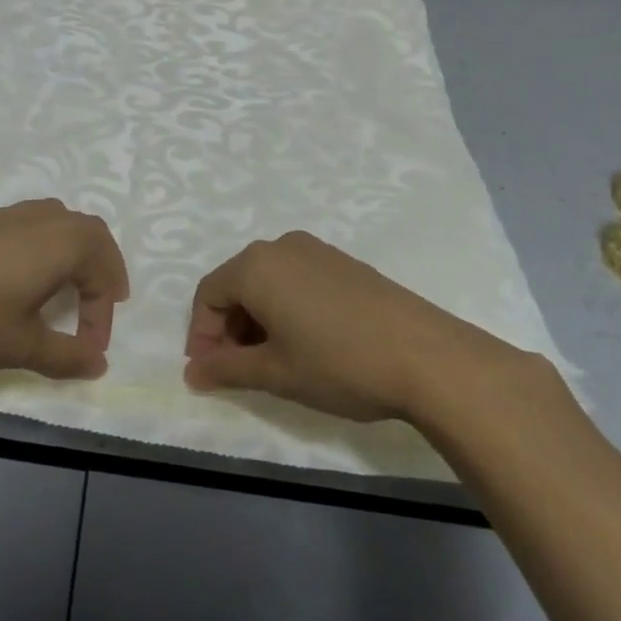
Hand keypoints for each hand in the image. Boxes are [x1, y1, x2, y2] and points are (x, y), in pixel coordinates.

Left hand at [0, 200, 128, 378]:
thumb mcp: (22, 345)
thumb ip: (66, 355)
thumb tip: (99, 364)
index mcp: (64, 242)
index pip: (101, 274)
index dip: (102, 316)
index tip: (90, 351)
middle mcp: (43, 218)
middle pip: (89, 233)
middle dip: (101, 268)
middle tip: (101, 301)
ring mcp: (8, 213)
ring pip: (58, 222)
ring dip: (72, 252)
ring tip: (66, 285)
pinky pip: (29, 225)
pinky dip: (42, 246)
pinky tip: (21, 274)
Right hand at [183, 230, 517, 422]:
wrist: (428, 356)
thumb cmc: (339, 363)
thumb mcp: (275, 372)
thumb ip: (226, 369)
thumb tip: (192, 373)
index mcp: (256, 266)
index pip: (209, 295)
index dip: (202, 335)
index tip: (209, 373)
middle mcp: (282, 247)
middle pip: (237, 284)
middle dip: (229, 328)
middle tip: (239, 371)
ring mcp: (317, 251)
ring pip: (268, 282)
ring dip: (258, 320)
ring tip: (273, 361)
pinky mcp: (344, 263)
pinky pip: (297, 280)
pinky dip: (286, 308)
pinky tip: (306, 343)